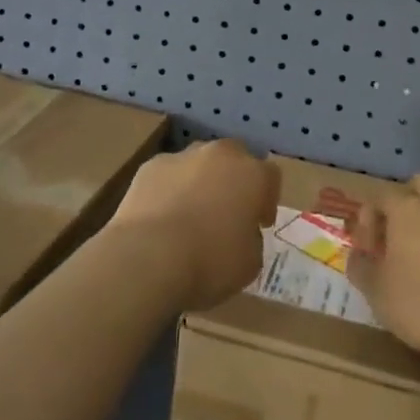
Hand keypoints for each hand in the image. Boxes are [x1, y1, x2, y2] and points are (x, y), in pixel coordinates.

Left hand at [108, 140, 280, 311]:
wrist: (148, 256)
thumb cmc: (209, 262)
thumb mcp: (249, 264)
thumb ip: (252, 240)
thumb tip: (243, 232)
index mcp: (252, 175)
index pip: (270, 175)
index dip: (267, 199)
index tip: (260, 222)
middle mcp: (221, 155)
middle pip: (235, 157)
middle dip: (234, 180)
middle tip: (227, 211)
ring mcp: (183, 156)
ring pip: (199, 162)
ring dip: (201, 181)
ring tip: (190, 214)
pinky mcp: (151, 165)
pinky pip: (168, 174)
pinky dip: (169, 189)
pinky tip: (162, 217)